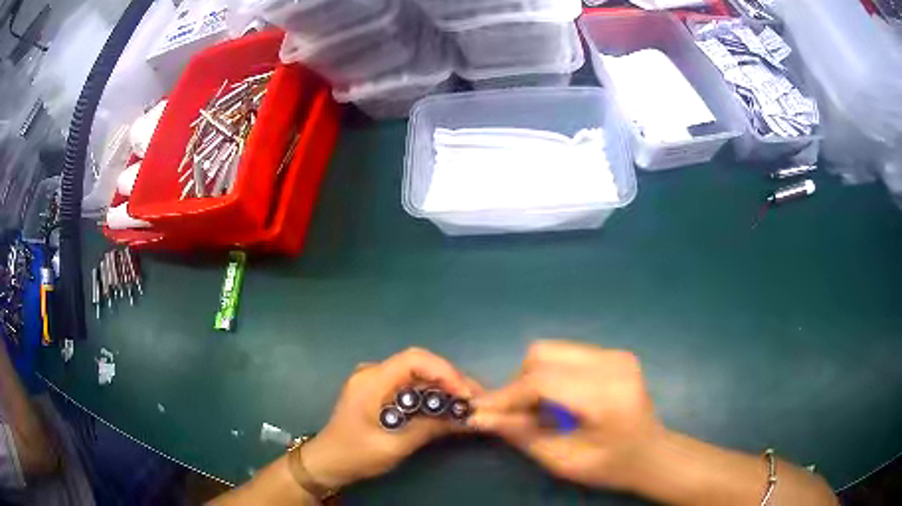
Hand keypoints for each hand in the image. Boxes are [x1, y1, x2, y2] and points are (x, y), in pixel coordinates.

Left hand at [300, 348, 480, 489]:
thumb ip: (429, 429)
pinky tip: (446, 406)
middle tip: (475, 399)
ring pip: (417, 373)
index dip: (444, 372)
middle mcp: (373, 372)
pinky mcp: (379, 390)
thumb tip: (466, 417)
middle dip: (449, 379)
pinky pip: (409, 384)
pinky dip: (430, 393)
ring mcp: (375, 379)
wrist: (327, 461)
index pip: (414, 360)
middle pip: (419, 364)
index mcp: (371, 381)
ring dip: (443, 386)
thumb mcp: (394, 446)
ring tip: (468, 402)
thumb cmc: (355, 455)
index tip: (465, 394)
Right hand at [468, 340, 663, 489]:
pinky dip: (551, 374)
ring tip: (539, 409)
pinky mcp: (614, 353)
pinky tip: (559, 400)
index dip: (507, 395)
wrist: (652, 453)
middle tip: (517, 414)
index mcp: (607, 396)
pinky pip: (566, 353)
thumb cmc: (612, 466)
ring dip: (534, 378)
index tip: (483, 412)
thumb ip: (522, 435)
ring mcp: (616, 354)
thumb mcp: (563, 462)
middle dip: (519, 384)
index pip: (542, 380)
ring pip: (552, 350)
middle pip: (543, 355)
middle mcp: (613, 364)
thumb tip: (481, 416)